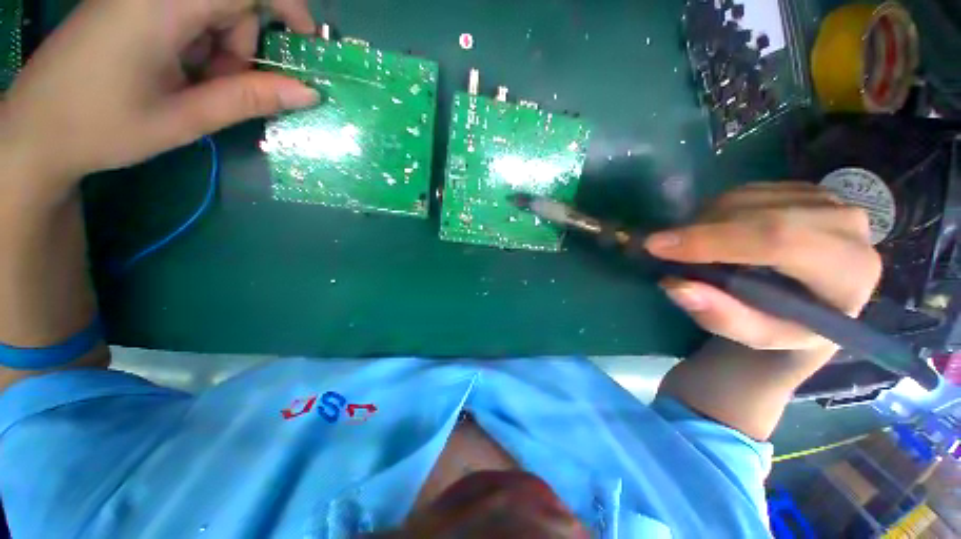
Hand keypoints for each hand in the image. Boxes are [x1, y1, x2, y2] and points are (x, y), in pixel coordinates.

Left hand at [0, 0, 318, 196]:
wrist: (34, 132)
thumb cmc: (102, 128)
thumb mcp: (184, 119)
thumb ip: (249, 99)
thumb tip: (308, 92)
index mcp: (162, 6)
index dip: (288, 7)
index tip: (306, 42)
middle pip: (230, 1)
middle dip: (243, 43)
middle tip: (223, 84)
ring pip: (210, 9)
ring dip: (219, 47)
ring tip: (194, 83)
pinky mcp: (130, 4)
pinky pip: (185, 13)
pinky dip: (197, 42)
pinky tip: (177, 69)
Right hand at [644, 182, 881, 352]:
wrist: (814, 303)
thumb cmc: (786, 325)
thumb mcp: (756, 335)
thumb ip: (721, 316)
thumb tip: (675, 285)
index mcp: (849, 270)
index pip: (779, 241)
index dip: (713, 241)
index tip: (657, 246)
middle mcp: (847, 225)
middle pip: (761, 215)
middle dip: (700, 229)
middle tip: (658, 244)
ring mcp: (827, 199)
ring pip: (748, 198)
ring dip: (704, 221)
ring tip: (686, 245)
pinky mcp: (804, 189)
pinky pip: (746, 190)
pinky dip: (714, 211)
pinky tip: (708, 232)